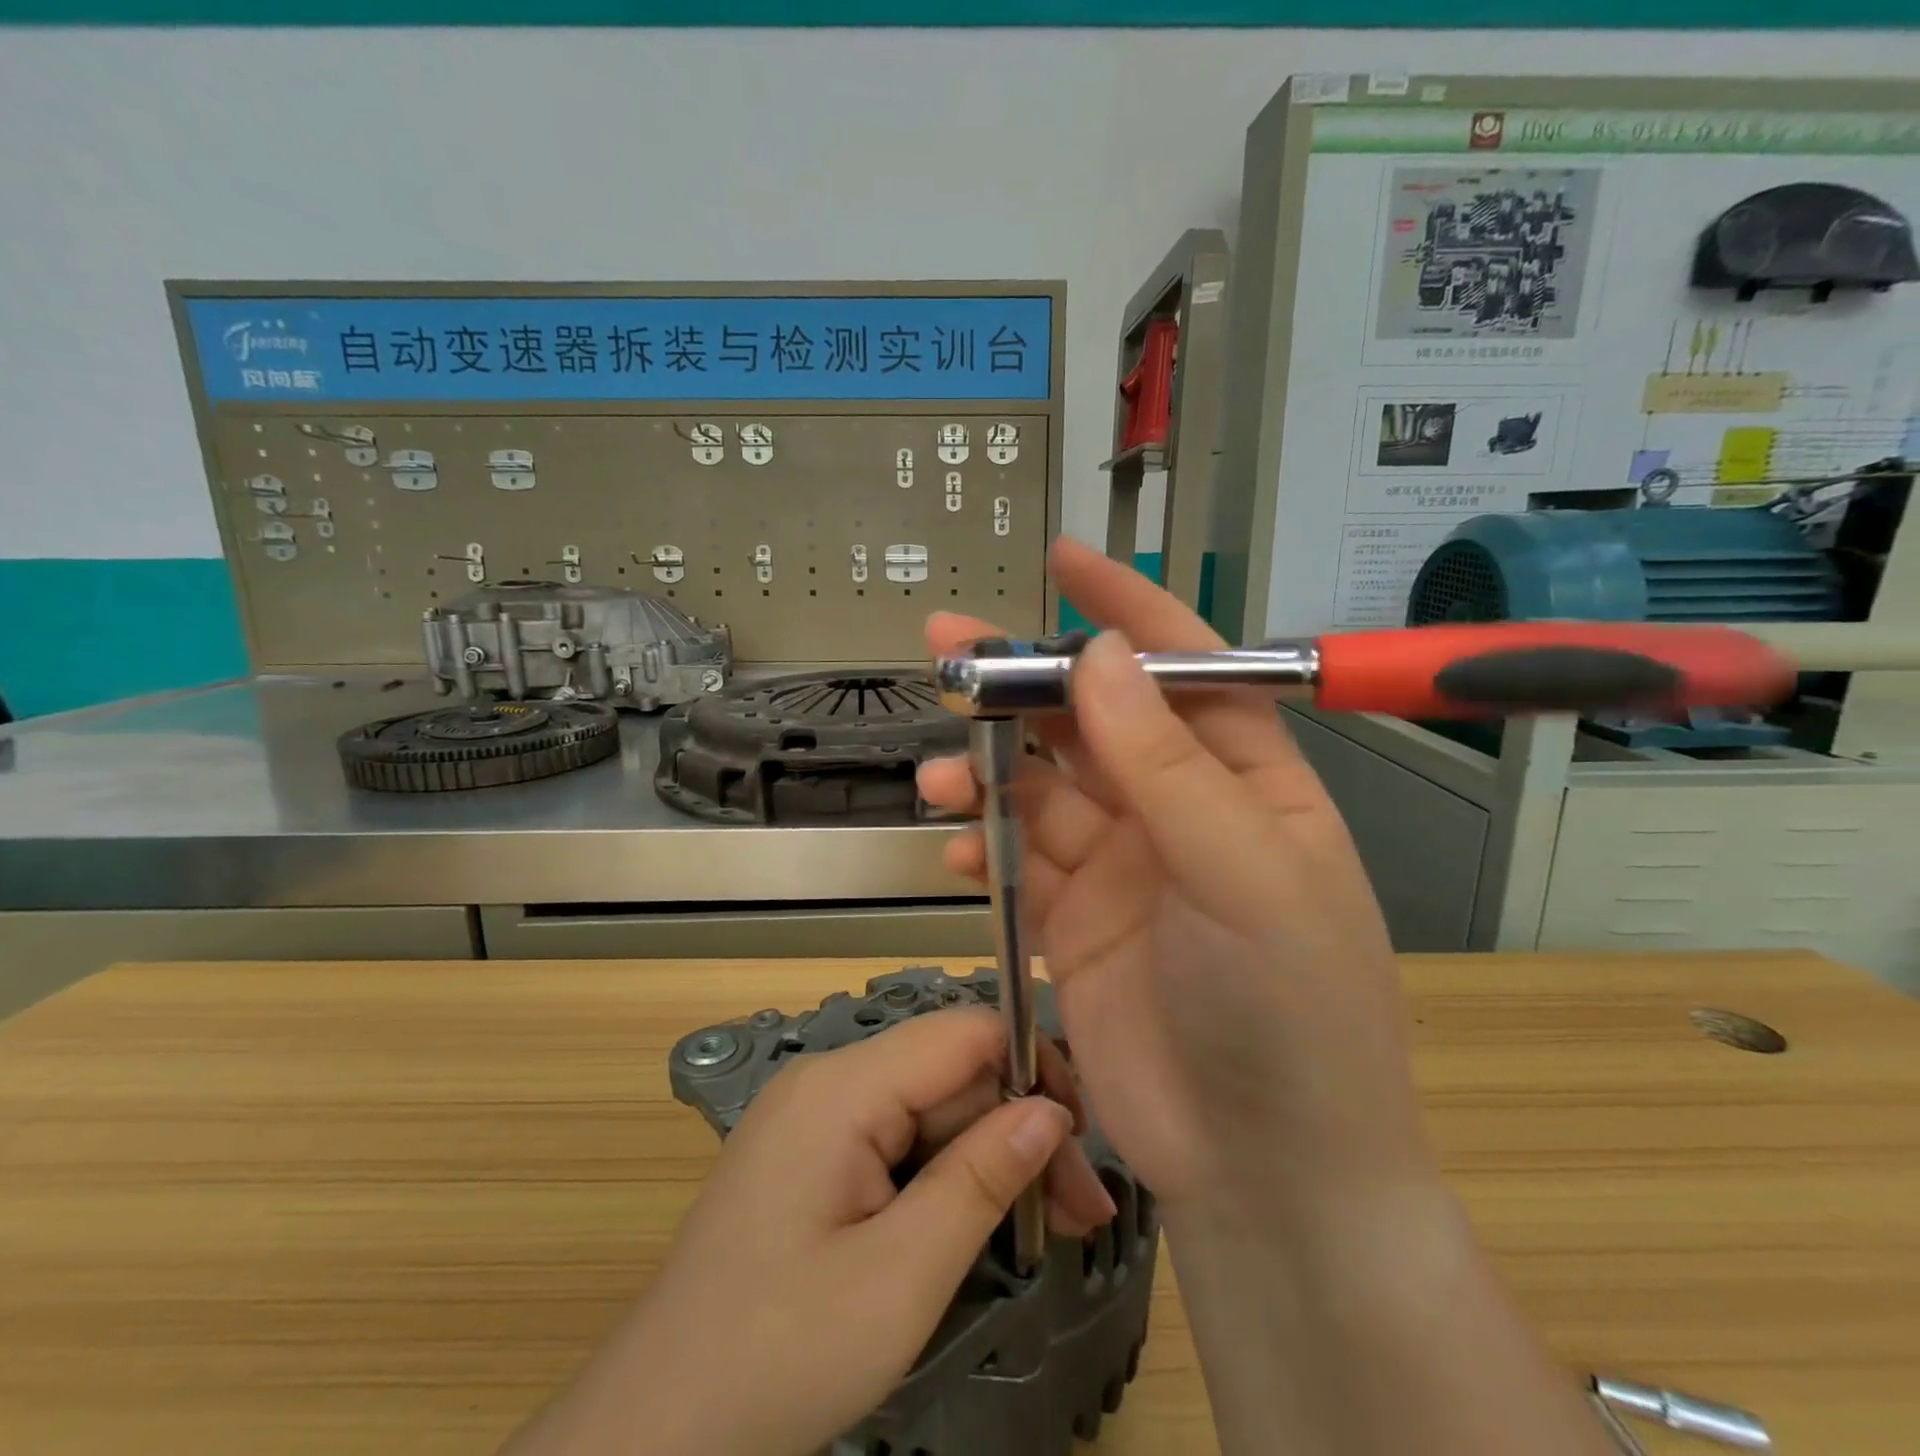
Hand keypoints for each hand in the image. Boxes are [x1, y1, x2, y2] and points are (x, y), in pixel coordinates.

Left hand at [501, 1007, 1115, 1455]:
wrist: (652, 1432)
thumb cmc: (779, 1357)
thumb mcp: (900, 1277)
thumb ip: (980, 1178)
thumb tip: (1052, 1111)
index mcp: (842, 1087)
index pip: (963, 1033)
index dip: (1033, 1067)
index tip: (1082, 1139)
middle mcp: (828, 1080)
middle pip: (949, 1076)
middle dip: (1019, 1130)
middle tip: (1082, 1212)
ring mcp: (816, 1116)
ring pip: (929, 1111)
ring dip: (990, 1159)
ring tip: (1054, 1225)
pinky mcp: (813, 1154)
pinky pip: (897, 1140)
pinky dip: (946, 1176)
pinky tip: (983, 1220)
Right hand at [918, 538, 1437, 1216]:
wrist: (1265, 1171)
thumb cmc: (1287, 1009)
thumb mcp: (1241, 872)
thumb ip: (1165, 764)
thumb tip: (1099, 656)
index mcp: (1244, 778)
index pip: (1181, 668)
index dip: (1124, 609)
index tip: (1063, 560)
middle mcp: (1179, 810)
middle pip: (1090, 722)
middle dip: (1022, 685)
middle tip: (946, 651)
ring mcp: (1122, 867)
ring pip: (1040, 789)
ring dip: (987, 772)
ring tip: (939, 776)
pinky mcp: (1073, 922)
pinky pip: (1017, 861)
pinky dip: (982, 847)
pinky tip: (953, 850)